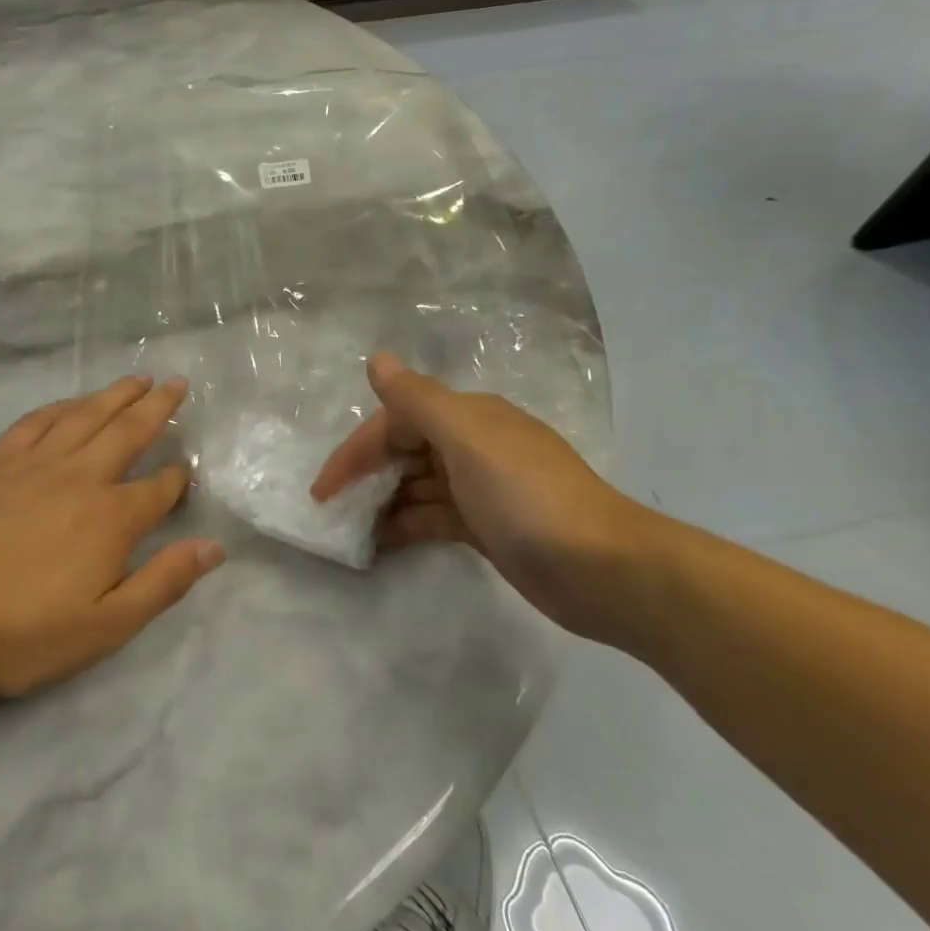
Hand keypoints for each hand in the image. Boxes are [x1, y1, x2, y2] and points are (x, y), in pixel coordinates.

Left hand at [0, 375, 223, 697]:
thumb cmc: (21, 630)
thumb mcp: (105, 627)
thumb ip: (162, 583)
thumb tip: (214, 548)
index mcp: (111, 518)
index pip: (158, 489)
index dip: (178, 478)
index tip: (188, 468)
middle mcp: (80, 477)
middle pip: (128, 432)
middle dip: (157, 408)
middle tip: (178, 383)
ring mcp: (34, 463)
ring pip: (85, 416)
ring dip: (115, 394)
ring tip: (138, 378)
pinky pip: (36, 421)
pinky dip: (60, 406)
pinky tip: (70, 402)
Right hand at [310, 352, 652, 644]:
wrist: (605, 571)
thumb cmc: (527, 498)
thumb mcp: (467, 440)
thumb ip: (417, 400)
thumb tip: (377, 358)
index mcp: (468, 418)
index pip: (396, 421)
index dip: (357, 450)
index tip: (323, 490)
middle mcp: (472, 445)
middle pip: (404, 451)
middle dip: (365, 475)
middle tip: (332, 510)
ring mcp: (481, 488)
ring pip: (416, 485)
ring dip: (382, 502)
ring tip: (348, 531)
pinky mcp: (487, 526)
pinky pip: (432, 516)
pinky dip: (405, 525)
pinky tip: (381, 543)